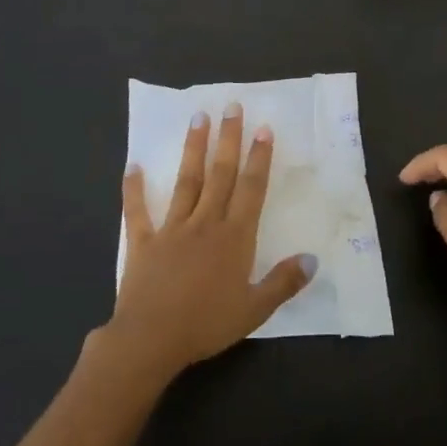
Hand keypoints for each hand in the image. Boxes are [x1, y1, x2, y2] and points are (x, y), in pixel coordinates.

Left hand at [104, 104, 314, 381]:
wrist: (151, 339)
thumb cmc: (207, 324)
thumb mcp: (255, 309)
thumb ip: (284, 282)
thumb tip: (313, 258)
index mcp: (235, 237)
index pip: (251, 189)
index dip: (259, 158)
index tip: (264, 128)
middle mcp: (206, 223)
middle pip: (221, 174)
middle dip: (228, 139)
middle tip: (231, 106)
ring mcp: (173, 229)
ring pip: (187, 182)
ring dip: (193, 149)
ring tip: (197, 118)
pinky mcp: (144, 242)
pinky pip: (139, 211)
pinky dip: (134, 189)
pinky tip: (133, 166)